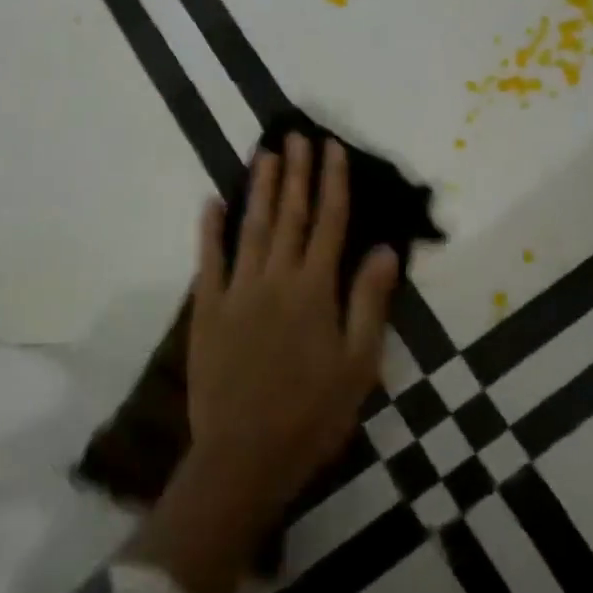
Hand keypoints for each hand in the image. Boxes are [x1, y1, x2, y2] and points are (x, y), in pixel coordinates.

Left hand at [188, 134, 399, 516]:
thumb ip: (369, 303)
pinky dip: (210, 229)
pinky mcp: (207, 309)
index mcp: (315, 290)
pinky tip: (212, 202)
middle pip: (290, 214)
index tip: (332, 148)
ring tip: (265, 153)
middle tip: (296, 135)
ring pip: (252, 227)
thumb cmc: (312, 415)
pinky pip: (208, 260)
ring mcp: (237, 291)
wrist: (244, 457)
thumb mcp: (359, 366)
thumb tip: (384, 250)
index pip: (329, 223)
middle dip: (296, 172)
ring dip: (260, 188)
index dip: (333, 182)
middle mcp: (276, 279)